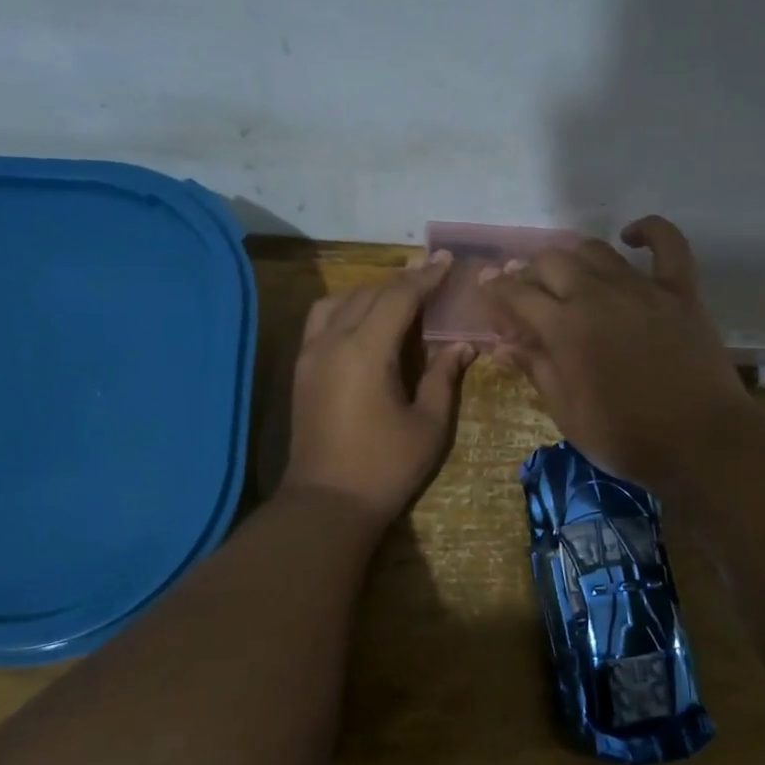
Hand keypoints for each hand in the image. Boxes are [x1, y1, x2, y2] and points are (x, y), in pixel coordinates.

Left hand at [281, 253, 474, 528]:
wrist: (326, 503)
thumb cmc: (385, 467)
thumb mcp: (429, 424)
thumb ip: (445, 377)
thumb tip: (462, 345)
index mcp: (366, 351)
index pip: (398, 297)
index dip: (425, 277)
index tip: (447, 261)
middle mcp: (332, 342)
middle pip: (368, 293)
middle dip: (402, 281)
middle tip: (431, 276)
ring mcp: (310, 354)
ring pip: (339, 301)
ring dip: (370, 292)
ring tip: (398, 299)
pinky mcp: (301, 370)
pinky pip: (321, 320)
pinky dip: (345, 308)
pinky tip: (364, 322)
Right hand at [479, 216, 756, 496]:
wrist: (702, 444)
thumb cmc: (626, 438)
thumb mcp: (568, 413)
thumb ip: (536, 370)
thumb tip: (503, 345)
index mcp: (565, 327)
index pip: (517, 294)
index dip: (496, 290)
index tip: (487, 290)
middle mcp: (598, 295)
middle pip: (552, 262)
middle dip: (529, 273)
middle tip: (527, 295)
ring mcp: (643, 289)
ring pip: (595, 250)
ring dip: (572, 258)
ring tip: (567, 277)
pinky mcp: (681, 291)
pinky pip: (668, 244)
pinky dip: (648, 232)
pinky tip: (631, 236)